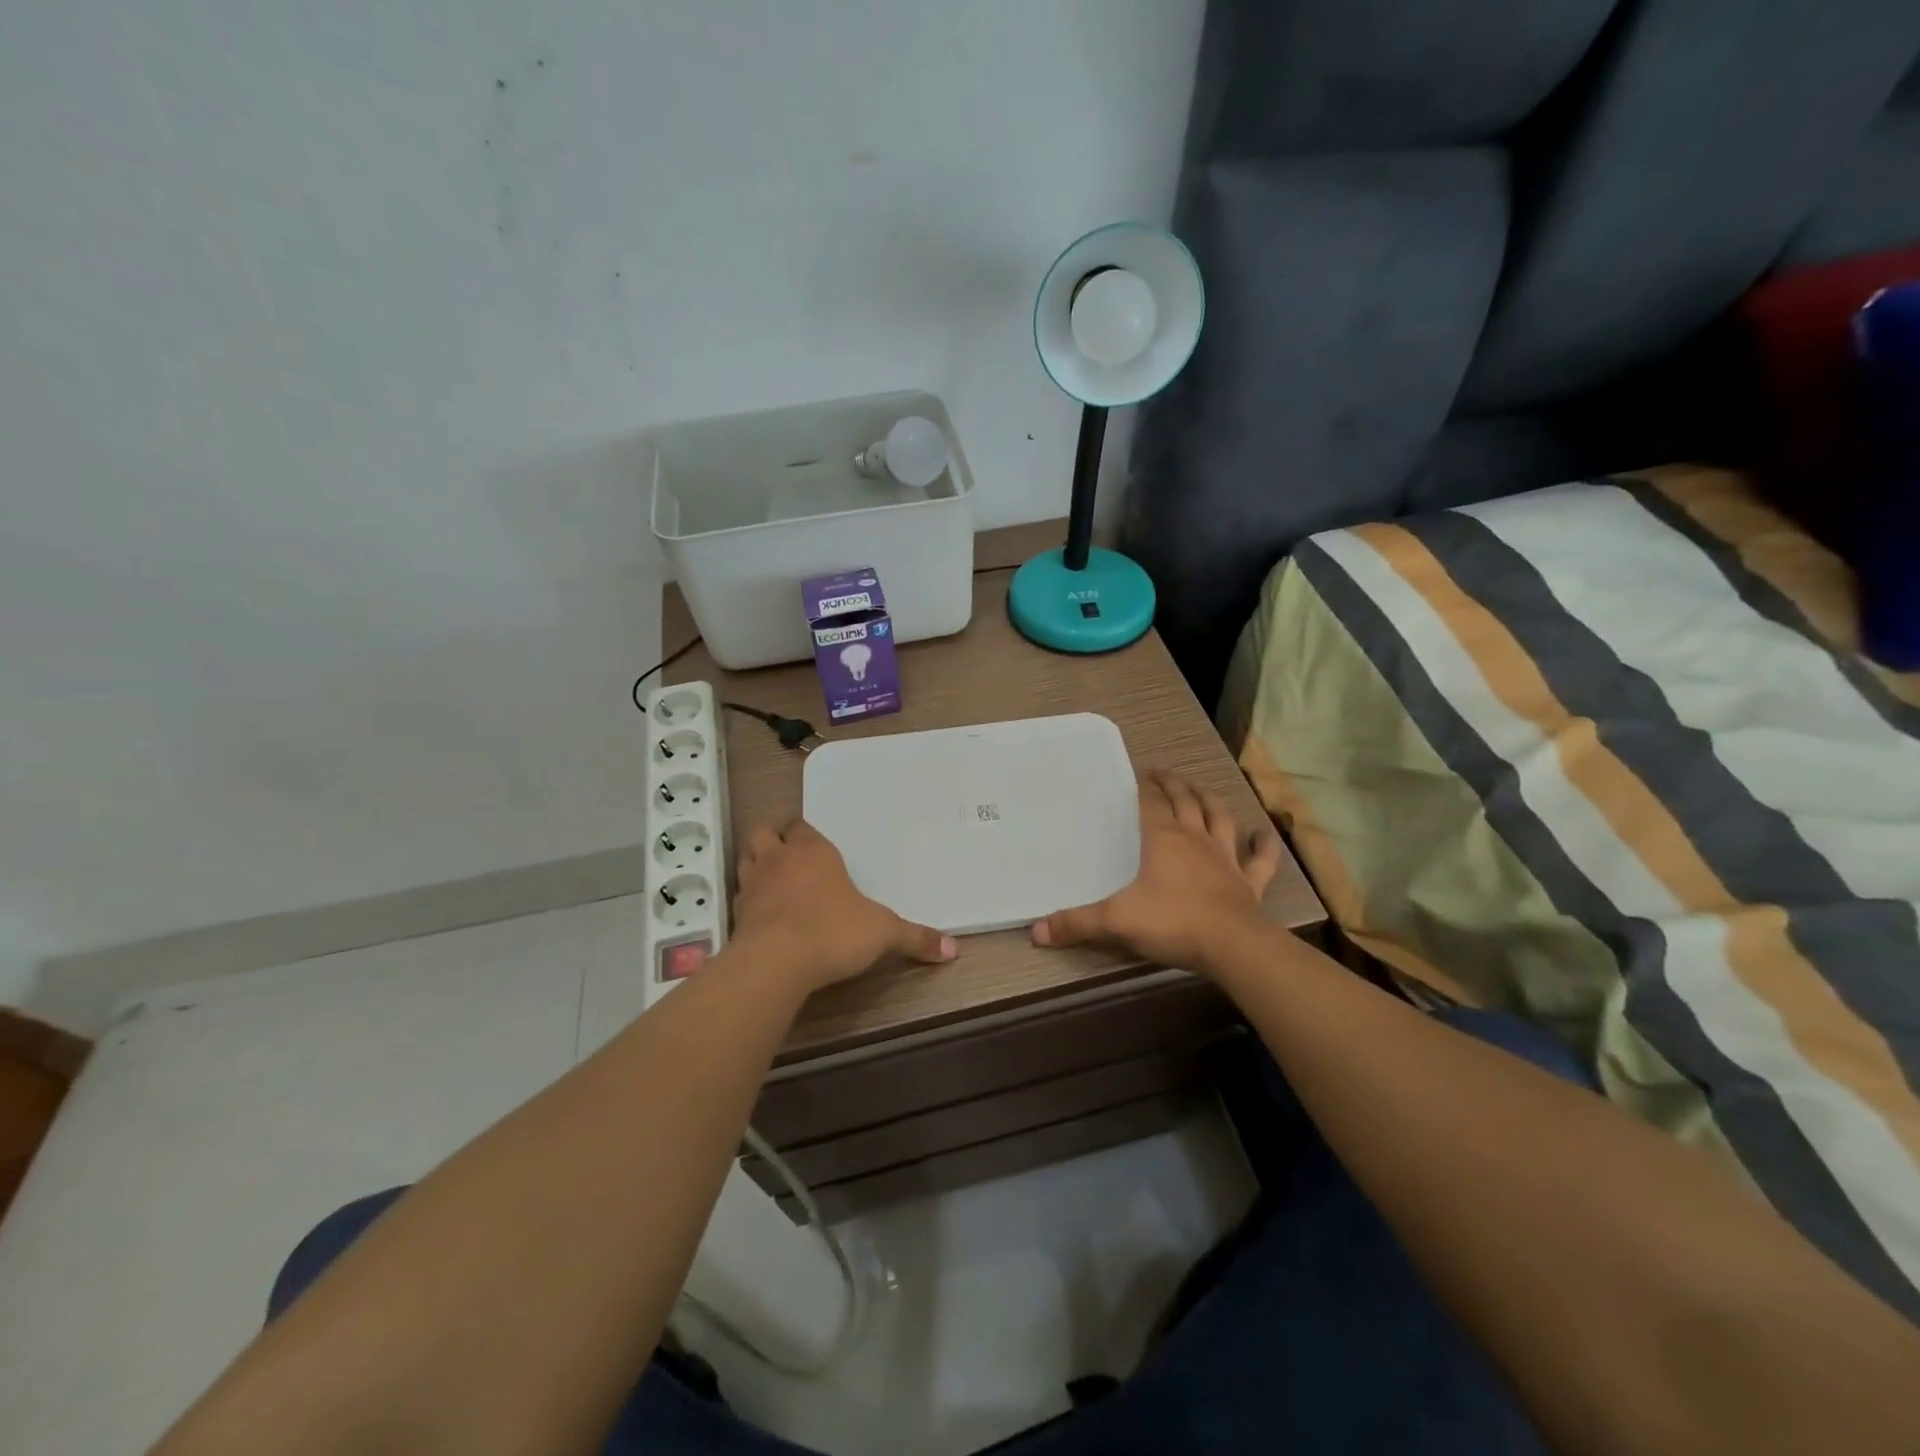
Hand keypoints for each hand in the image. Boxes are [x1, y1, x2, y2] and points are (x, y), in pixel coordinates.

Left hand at [732, 818, 956, 993]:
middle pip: (763, 831)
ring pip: (746, 859)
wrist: (776, 963)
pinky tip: (762, 916)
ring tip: (773, 881)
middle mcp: (778, 859)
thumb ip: (915, 938)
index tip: (817, 846)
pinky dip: (748, 901)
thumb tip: (953, 949)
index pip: (802, 825)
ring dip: (755, 864)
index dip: (806, 833)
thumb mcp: (883, 933)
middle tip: (789, 855)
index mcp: (813, 850)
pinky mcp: (735, 914)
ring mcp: (752, 884)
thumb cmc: (833, 932)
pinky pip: (739, 896)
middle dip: (772, 838)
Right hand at [1032, 771, 1281, 975]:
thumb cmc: (1172, 922)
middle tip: (1164, 774)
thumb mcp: (1115, 922)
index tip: (1140, 775)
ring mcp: (1226, 859)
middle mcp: (1196, 840)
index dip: (1146, 787)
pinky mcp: (1249, 882)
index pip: (1152, 803)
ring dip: (1211, 801)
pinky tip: (1264, 834)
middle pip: (1186, 801)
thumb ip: (1076, 923)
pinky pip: (1259, 859)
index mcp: (1163, 839)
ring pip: (1220, 819)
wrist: (1233, 946)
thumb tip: (1035, 930)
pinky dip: (1263, 845)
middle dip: (1175, 785)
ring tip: (1202, 790)